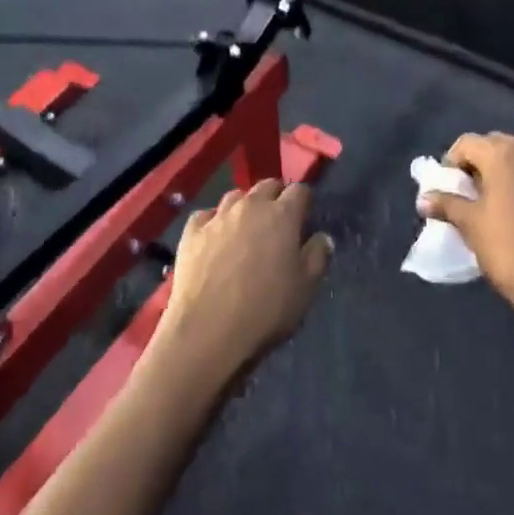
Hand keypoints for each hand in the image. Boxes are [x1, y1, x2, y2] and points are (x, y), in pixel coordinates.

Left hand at [155, 180, 332, 380]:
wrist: (208, 329)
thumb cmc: (265, 310)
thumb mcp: (305, 289)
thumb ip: (317, 257)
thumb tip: (322, 237)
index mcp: (282, 215)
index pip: (299, 190)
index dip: (304, 201)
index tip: (305, 216)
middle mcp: (250, 206)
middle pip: (267, 186)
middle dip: (276, 197)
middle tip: (278, 221)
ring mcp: (217, 216)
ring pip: (235, 196)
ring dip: (245, 206)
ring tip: (246, 229)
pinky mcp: (191, 230)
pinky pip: (207, 215)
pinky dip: (214, 222)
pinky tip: (215, 239)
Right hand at [417, 133, 513, 329]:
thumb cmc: (512, 250)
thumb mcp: (471, 226)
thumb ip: (447, 205)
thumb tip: (423, 199)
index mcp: (504, 153)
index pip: (466, 143)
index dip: (450, 164)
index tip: (446, 191)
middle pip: (493, 145)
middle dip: (475, 165)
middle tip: (465, 196)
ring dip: (498, 174)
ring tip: (488, 206)